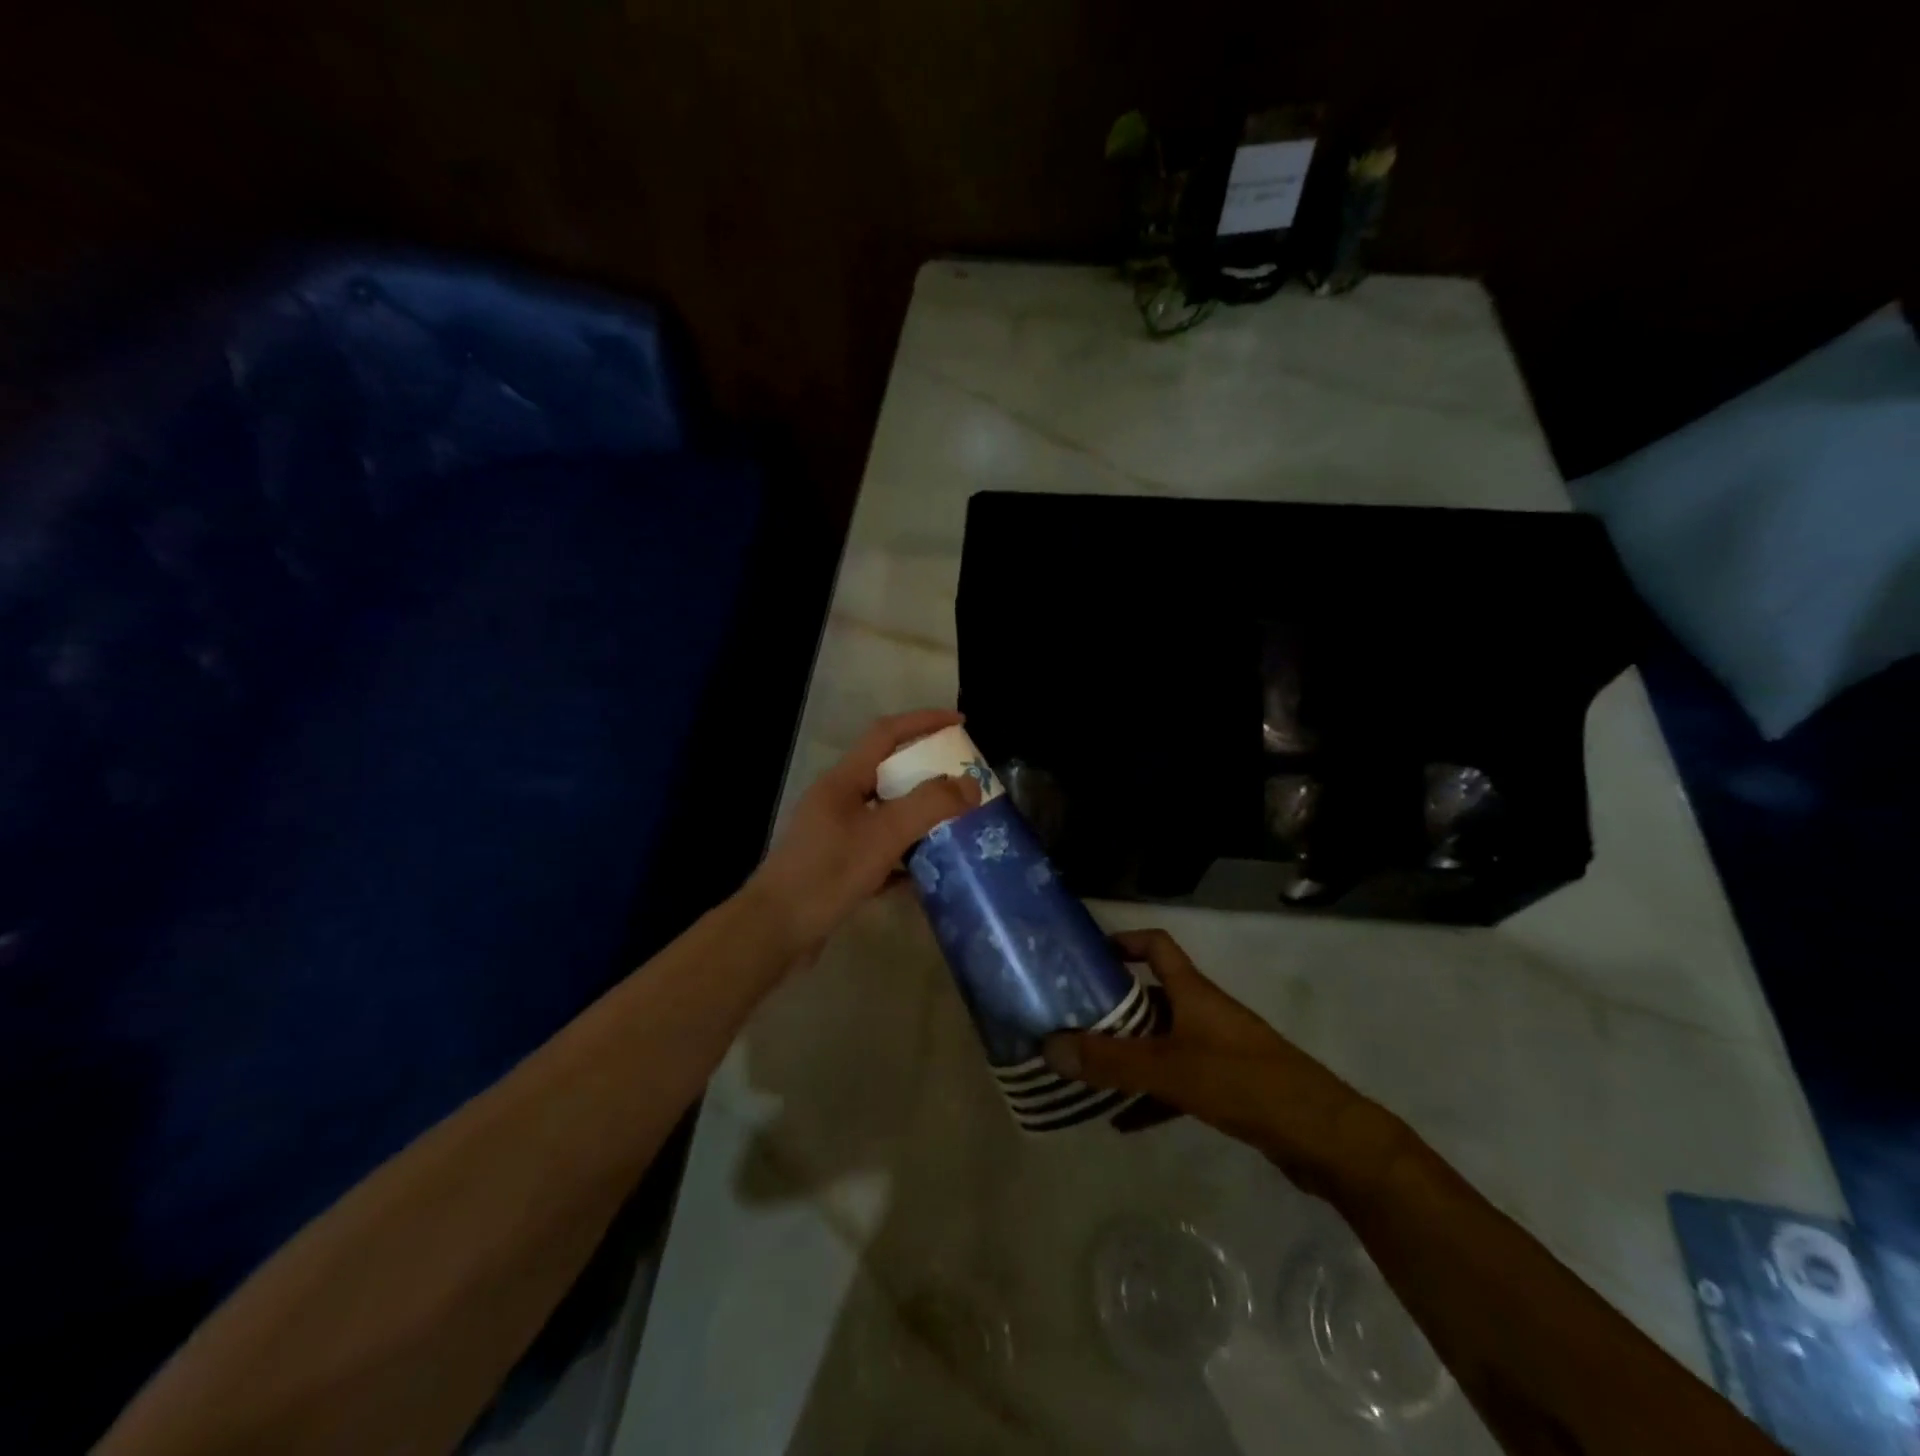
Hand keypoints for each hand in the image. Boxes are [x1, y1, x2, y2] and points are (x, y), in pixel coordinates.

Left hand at [747, 710, 981, 957]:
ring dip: (919, 815)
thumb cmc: (827, 873)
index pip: (886, 734)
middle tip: (965, 780)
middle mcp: (838, 800)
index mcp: (843, 780)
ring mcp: (835, 834)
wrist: (775, 930)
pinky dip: (905, 853)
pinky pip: (879, 849)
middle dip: (927, 771)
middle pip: (888, 772)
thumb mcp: (883, 835)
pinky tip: (928, 870)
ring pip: (885, 813)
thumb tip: (970, 784)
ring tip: (955, 823)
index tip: (961, 722)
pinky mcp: (837, 866)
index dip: (923, 722)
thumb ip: (928, 805)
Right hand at [1043, 930, 1399, 1191]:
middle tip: (1070, 1022)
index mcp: (1193, 992)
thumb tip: (1050, 1046)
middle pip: (1150, 997)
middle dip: (1112, 1009)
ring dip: (1127, 1057)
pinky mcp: (1227, 1087)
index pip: (1156, 946)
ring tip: (1086, 1074)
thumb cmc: (1245, 1083)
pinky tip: (1121, 1123)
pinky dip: (1150, 1097)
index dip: (1124, 941)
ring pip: (1160, 1043)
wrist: (1324, 1138)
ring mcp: (1217, 1050)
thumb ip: (1111, 1061)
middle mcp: (1202, 1013)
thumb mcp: (1170, 1069)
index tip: (1086, 954)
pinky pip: (1176, 1083)